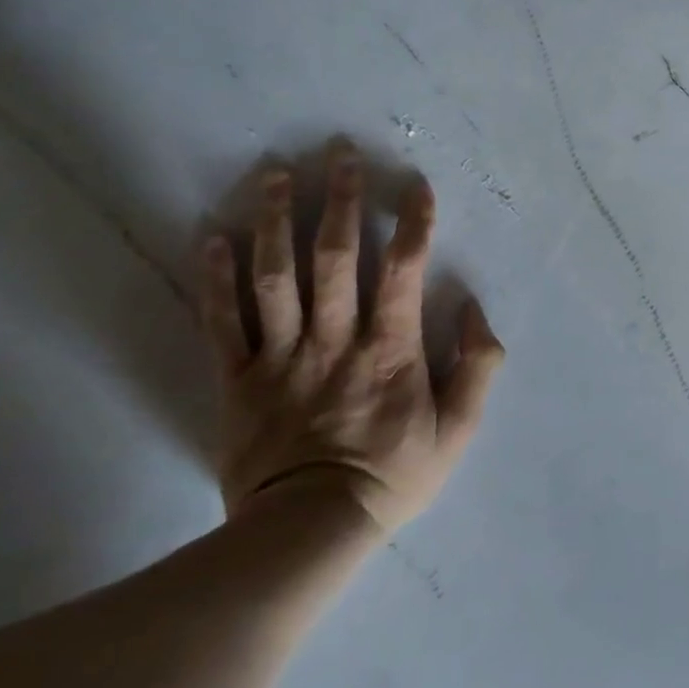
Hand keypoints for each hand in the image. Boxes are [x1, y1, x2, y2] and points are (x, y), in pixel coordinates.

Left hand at [199, 141, 504, 535]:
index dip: (412, 223)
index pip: (403, 270)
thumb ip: (478, 365)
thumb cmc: (392, 475)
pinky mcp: (238, 380)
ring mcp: (281, 357)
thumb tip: (473, 309)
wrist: (308, 534)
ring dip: (275, 221)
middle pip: (334, 258)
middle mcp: (334, 340)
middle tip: (339, 153)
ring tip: (274, 173)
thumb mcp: (460, 429)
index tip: (415, 184)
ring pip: (275, 277)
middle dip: (339, 200)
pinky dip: (214, 278)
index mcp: (389, 349)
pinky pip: (221, 322)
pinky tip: (211, 235)